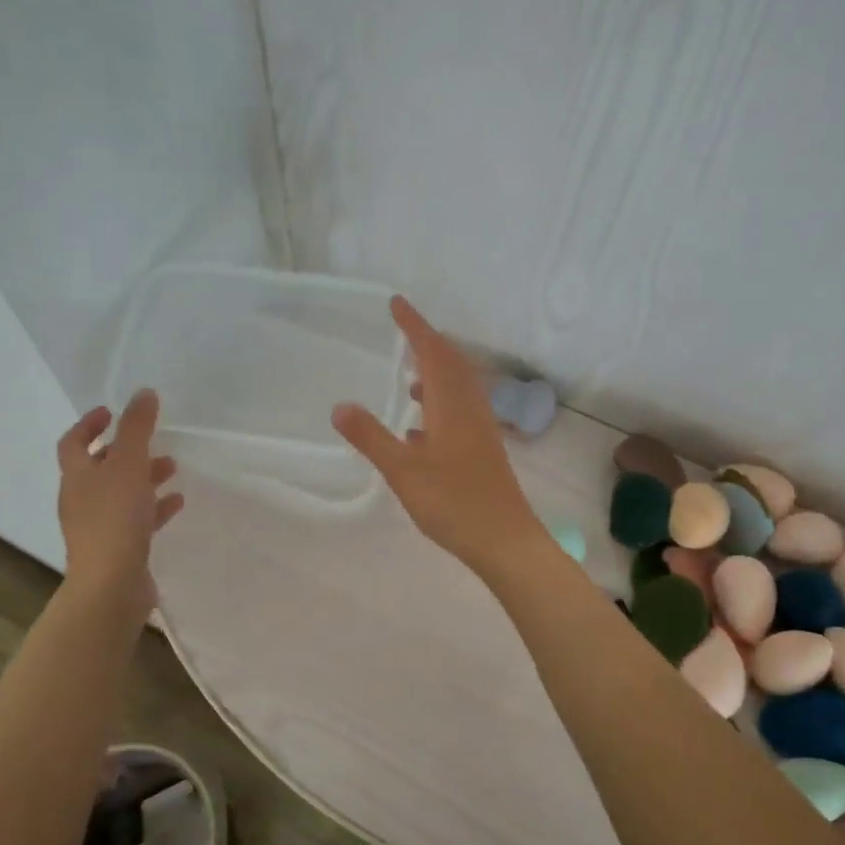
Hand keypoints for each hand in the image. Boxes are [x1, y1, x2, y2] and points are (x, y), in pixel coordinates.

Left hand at [57, 390, 183, 606]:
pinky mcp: (118, 549)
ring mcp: (99, 527)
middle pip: (100, 468)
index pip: (74, 443)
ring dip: (144, 478)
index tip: (111, 412)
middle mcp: (82, 500)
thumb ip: (137, 428)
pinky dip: (154, 508)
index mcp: (77, 477)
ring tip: (172, 468)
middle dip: (126, 451)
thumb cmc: (115, 519)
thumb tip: (143, 393)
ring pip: (121, 493)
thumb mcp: (129, 465)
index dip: (89, 425)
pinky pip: (136, 520)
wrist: (111, 585)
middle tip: (151, 440)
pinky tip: (176, 503)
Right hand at [332, 297, 548, 575]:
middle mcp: (471, 410)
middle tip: (404, 332)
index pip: (432, 352)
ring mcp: (481, 431)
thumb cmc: (453, 503)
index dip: (414, 326)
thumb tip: (340, 406)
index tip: (396, 303)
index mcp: (452, 405)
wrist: (505, 540)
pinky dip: (440, 406)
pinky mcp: (484, 451)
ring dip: (436, 375)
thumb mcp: (403, 471)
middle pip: (452, 364)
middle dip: (427, 344)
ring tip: (409, 380)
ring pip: (458, 389)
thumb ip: (371, 438)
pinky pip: (461, 413)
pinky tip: (421, 430)